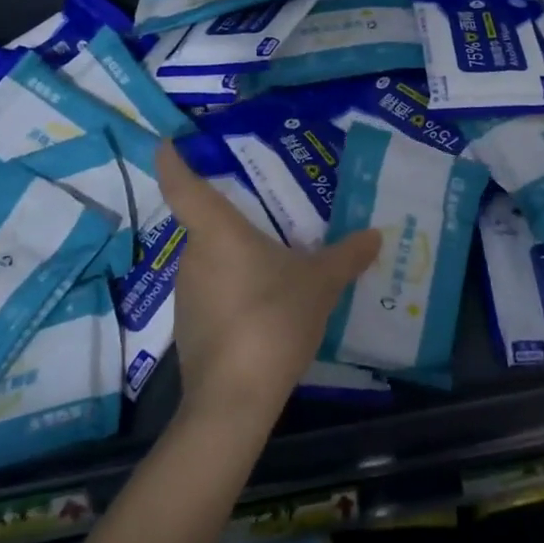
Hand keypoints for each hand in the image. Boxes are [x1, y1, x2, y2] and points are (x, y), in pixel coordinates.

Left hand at [155, 142, 381, 427]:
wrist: (234, 400)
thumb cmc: (273, 319)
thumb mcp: (320, 284)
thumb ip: (346, 256)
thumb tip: (375, 235)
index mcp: (217, 233)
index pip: (183, 186)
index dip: (172, 161)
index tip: (168, 142)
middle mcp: (194, 257)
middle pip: (206, 225)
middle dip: (232, 217)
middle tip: (268, 210)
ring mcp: (187, 295)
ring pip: (212, 261)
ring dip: (237, 257)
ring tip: (276, 258)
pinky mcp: (191, 329)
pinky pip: (214, 293)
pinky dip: (236, 289)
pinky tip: (267, 303)